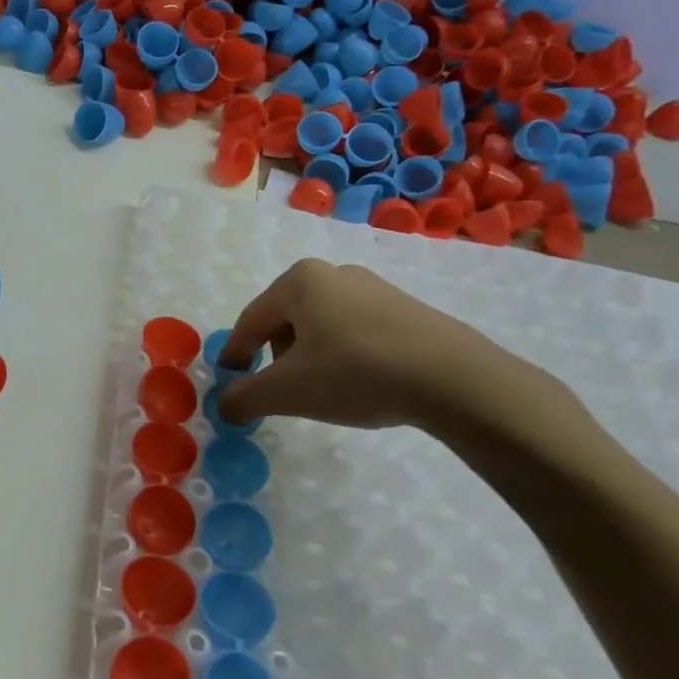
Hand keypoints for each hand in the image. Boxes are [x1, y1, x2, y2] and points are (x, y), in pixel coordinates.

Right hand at [217, 259, 537, 433]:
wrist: (454, 378)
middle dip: (275, 355)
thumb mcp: (288, 391)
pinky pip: (355, 329)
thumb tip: (224, 405)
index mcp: (298, 281)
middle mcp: (332, 273)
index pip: (251, 320)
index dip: (236, 353)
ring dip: (310, 355)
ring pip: (321, 324)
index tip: (230, 380)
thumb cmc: (355, 372)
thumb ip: (244, 397)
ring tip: (322, 390)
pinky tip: (359, 382)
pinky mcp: (405, 308)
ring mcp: (373, 288)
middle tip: (280, 389)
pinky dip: (344, 354)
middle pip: (286, 318)